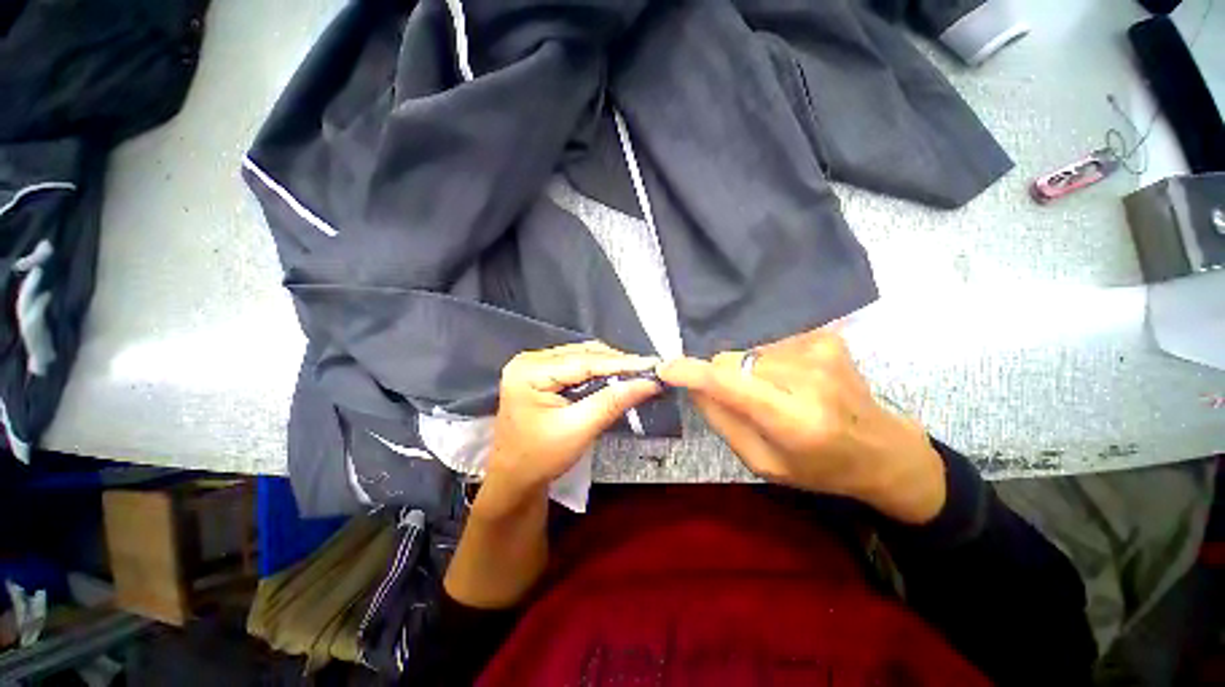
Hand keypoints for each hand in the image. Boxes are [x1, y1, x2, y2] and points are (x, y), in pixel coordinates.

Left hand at [477, 341, 662, 517]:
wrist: (513, 479)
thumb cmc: (540, 458)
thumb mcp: (578, 429)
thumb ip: (612, 402)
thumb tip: (648, 383)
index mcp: (531, 371)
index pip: (584, 361)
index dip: (622, 362)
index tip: (653, 364)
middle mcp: (531, 360)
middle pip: (583, 354)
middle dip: (617, 362)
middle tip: (648, 371)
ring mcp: (534, 365)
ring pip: (582, 357)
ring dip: (610, 365)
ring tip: (637, 373)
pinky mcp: (541, 373)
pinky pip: (576, 365)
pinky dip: (598, 371)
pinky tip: (615, 377)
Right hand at [658, 329, 945, 523]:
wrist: (883, 449)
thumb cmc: (819, 467)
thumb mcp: (763, 463)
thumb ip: (724, 422)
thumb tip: (693, 387)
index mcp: (795, 421)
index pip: (731, 385)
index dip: (694, 373)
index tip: (667, 368)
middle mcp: (808, 378)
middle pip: (733, 361)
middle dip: (724, 378)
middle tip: (745, 402)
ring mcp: (820, 351)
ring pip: (748, 352)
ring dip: (749, 372)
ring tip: (776, 394)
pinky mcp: (824, 338)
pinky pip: (769, 345)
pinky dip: (768, 363)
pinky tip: (792, 382)